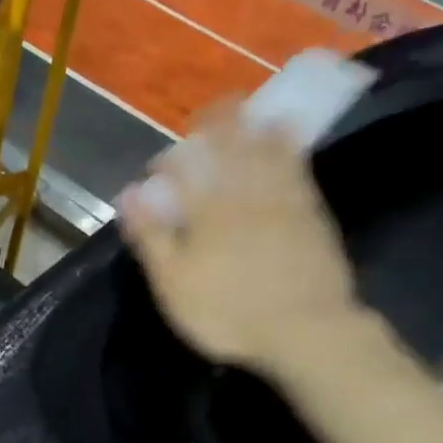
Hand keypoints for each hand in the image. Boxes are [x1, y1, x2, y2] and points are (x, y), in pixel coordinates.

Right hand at [118, 103, 364, 379]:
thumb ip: (151, 237)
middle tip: (212, 112)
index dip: (171, 162)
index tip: (160, 165)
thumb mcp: (174, 284)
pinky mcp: (312, 215)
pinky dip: (291, 148)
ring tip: (248, 111)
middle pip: (229, 152)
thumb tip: (129, 194)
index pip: (185, 172)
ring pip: (265, 153)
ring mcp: (282, 202)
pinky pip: (299, 169)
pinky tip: (290, 136)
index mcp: (207, 212)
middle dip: (217, 129)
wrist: (306, 331)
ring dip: (254, 129)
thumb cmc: (229, 313)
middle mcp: (244, 196)